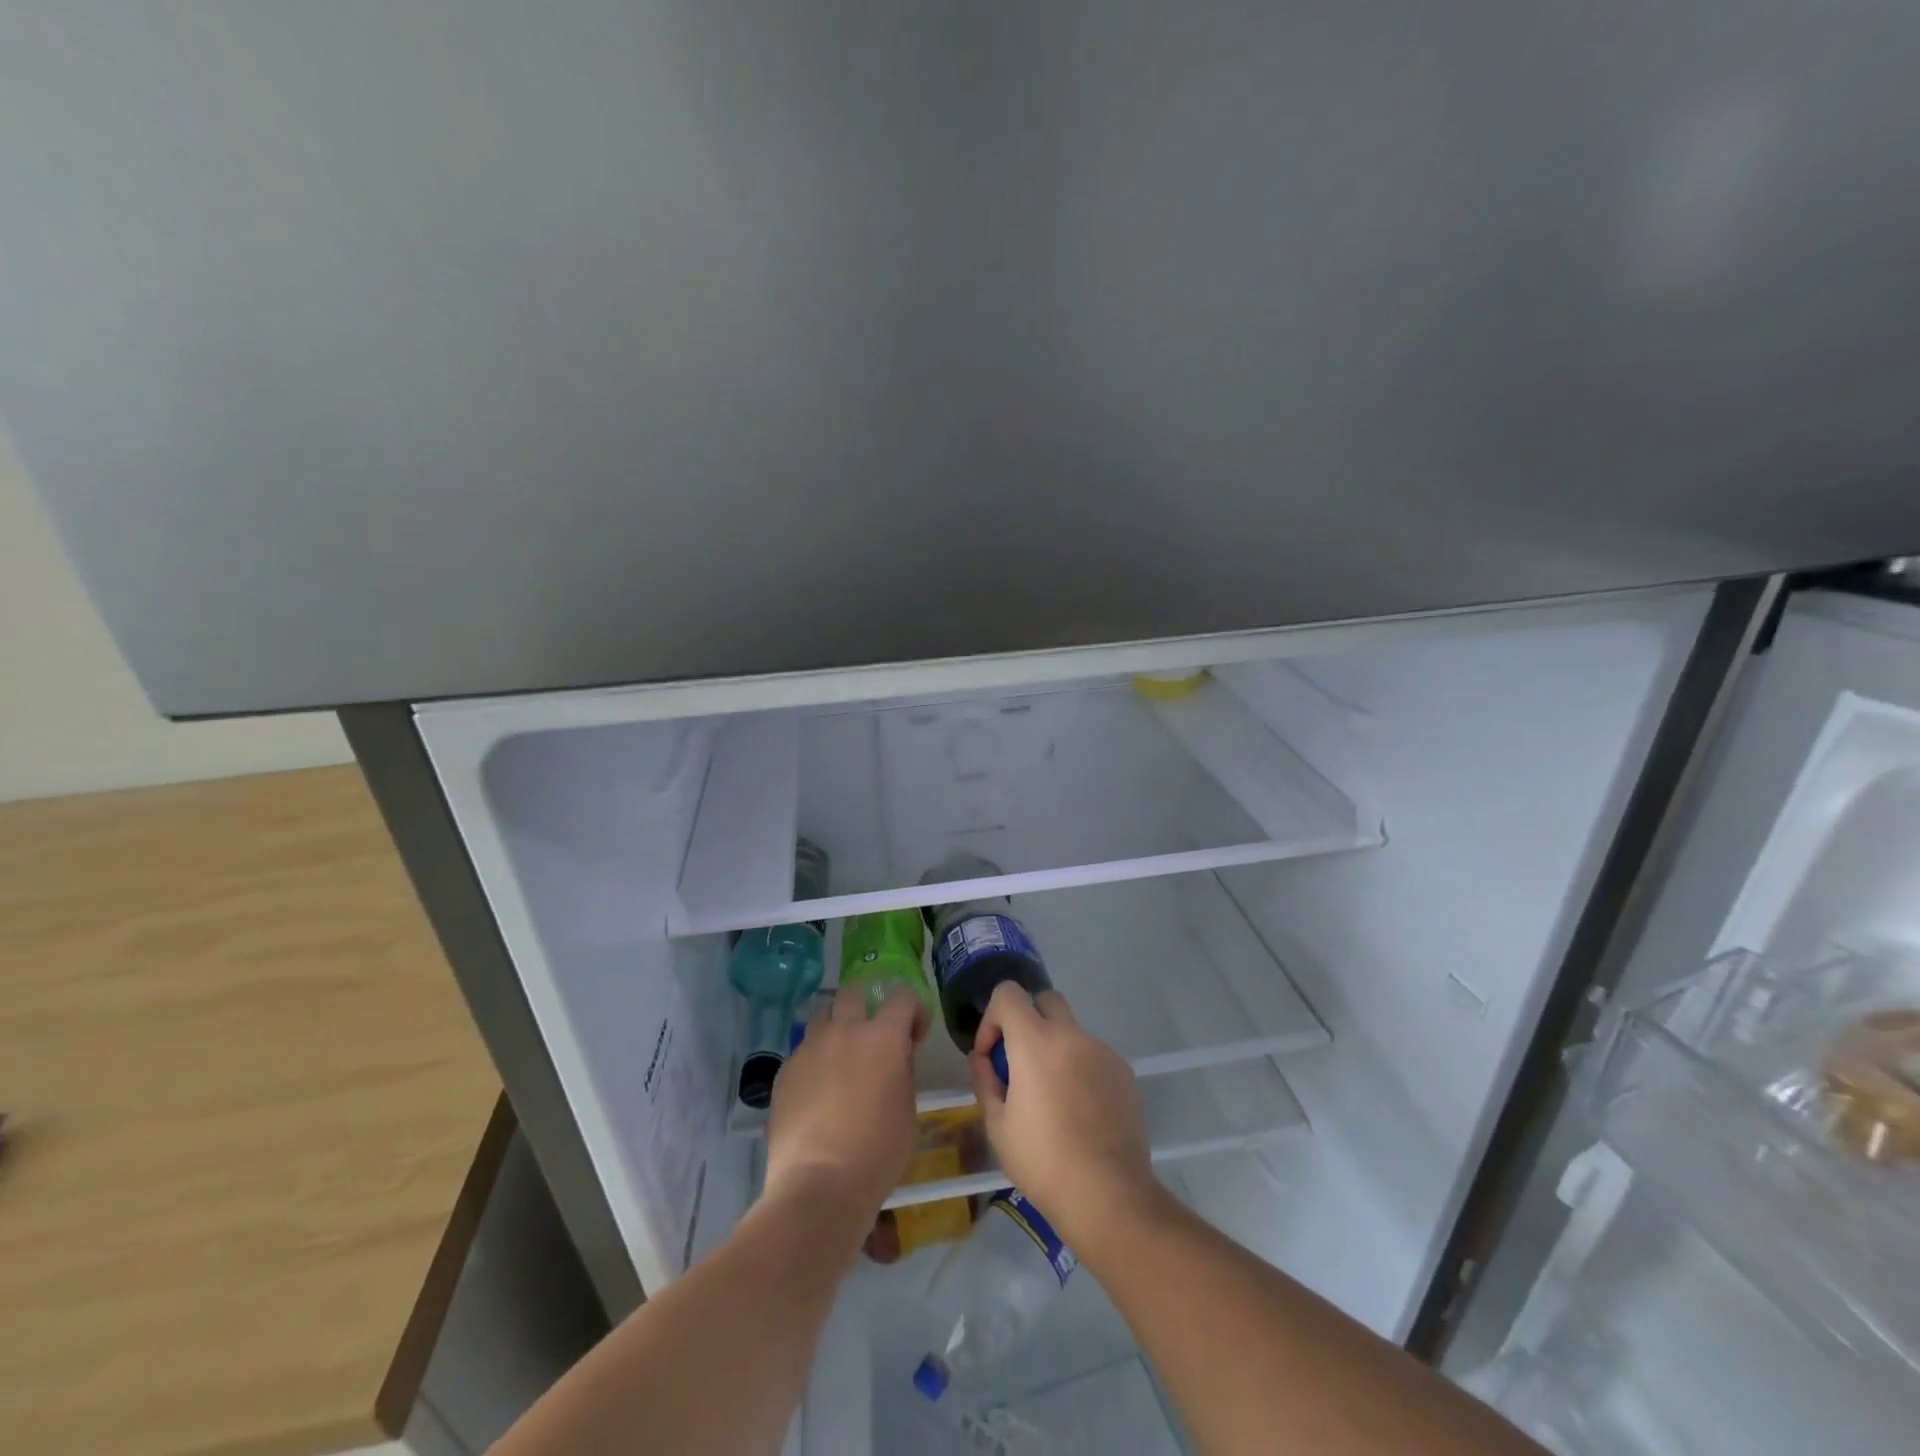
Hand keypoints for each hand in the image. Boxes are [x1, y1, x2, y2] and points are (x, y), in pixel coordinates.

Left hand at [765, 985, 923, 1218]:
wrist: (819, 1186)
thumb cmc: (877, 1153)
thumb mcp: (908, 1110)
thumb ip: (903, 1071)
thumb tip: (895, 1056)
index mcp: (883, 1037)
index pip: (903, 998)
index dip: (913, 1011)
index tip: (914, 1036)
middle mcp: (844, 1030)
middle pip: (853, 993)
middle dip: (866, 1006)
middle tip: (872, 1037)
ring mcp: (810, 1048)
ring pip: (822, 1017)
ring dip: (836, 1028)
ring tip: (840, 1060)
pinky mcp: (785, 1070)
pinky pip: (803, 1051)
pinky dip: (815, 1060)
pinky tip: (817, 1093)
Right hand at [968, 984, 1158, 1244]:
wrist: (1108, 1194)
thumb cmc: (1042, 1161)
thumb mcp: (997, 1125)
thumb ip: (985, 1080)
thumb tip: (983, 1059)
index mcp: (1035, 1041)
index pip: (1009, 993)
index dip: (993, 1017)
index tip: (992, 1055)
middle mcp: (1071, 1035)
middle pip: (1045, 999)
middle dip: (1027, 1019)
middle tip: (1021, 1062)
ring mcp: (1102, 1051)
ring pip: (1071, 1031)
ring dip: (1055, 1048)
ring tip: (1052, 1098)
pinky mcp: (1124, 1072)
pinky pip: (1093, 1056)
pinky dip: (1080, 1069)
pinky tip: (1080, 1112)